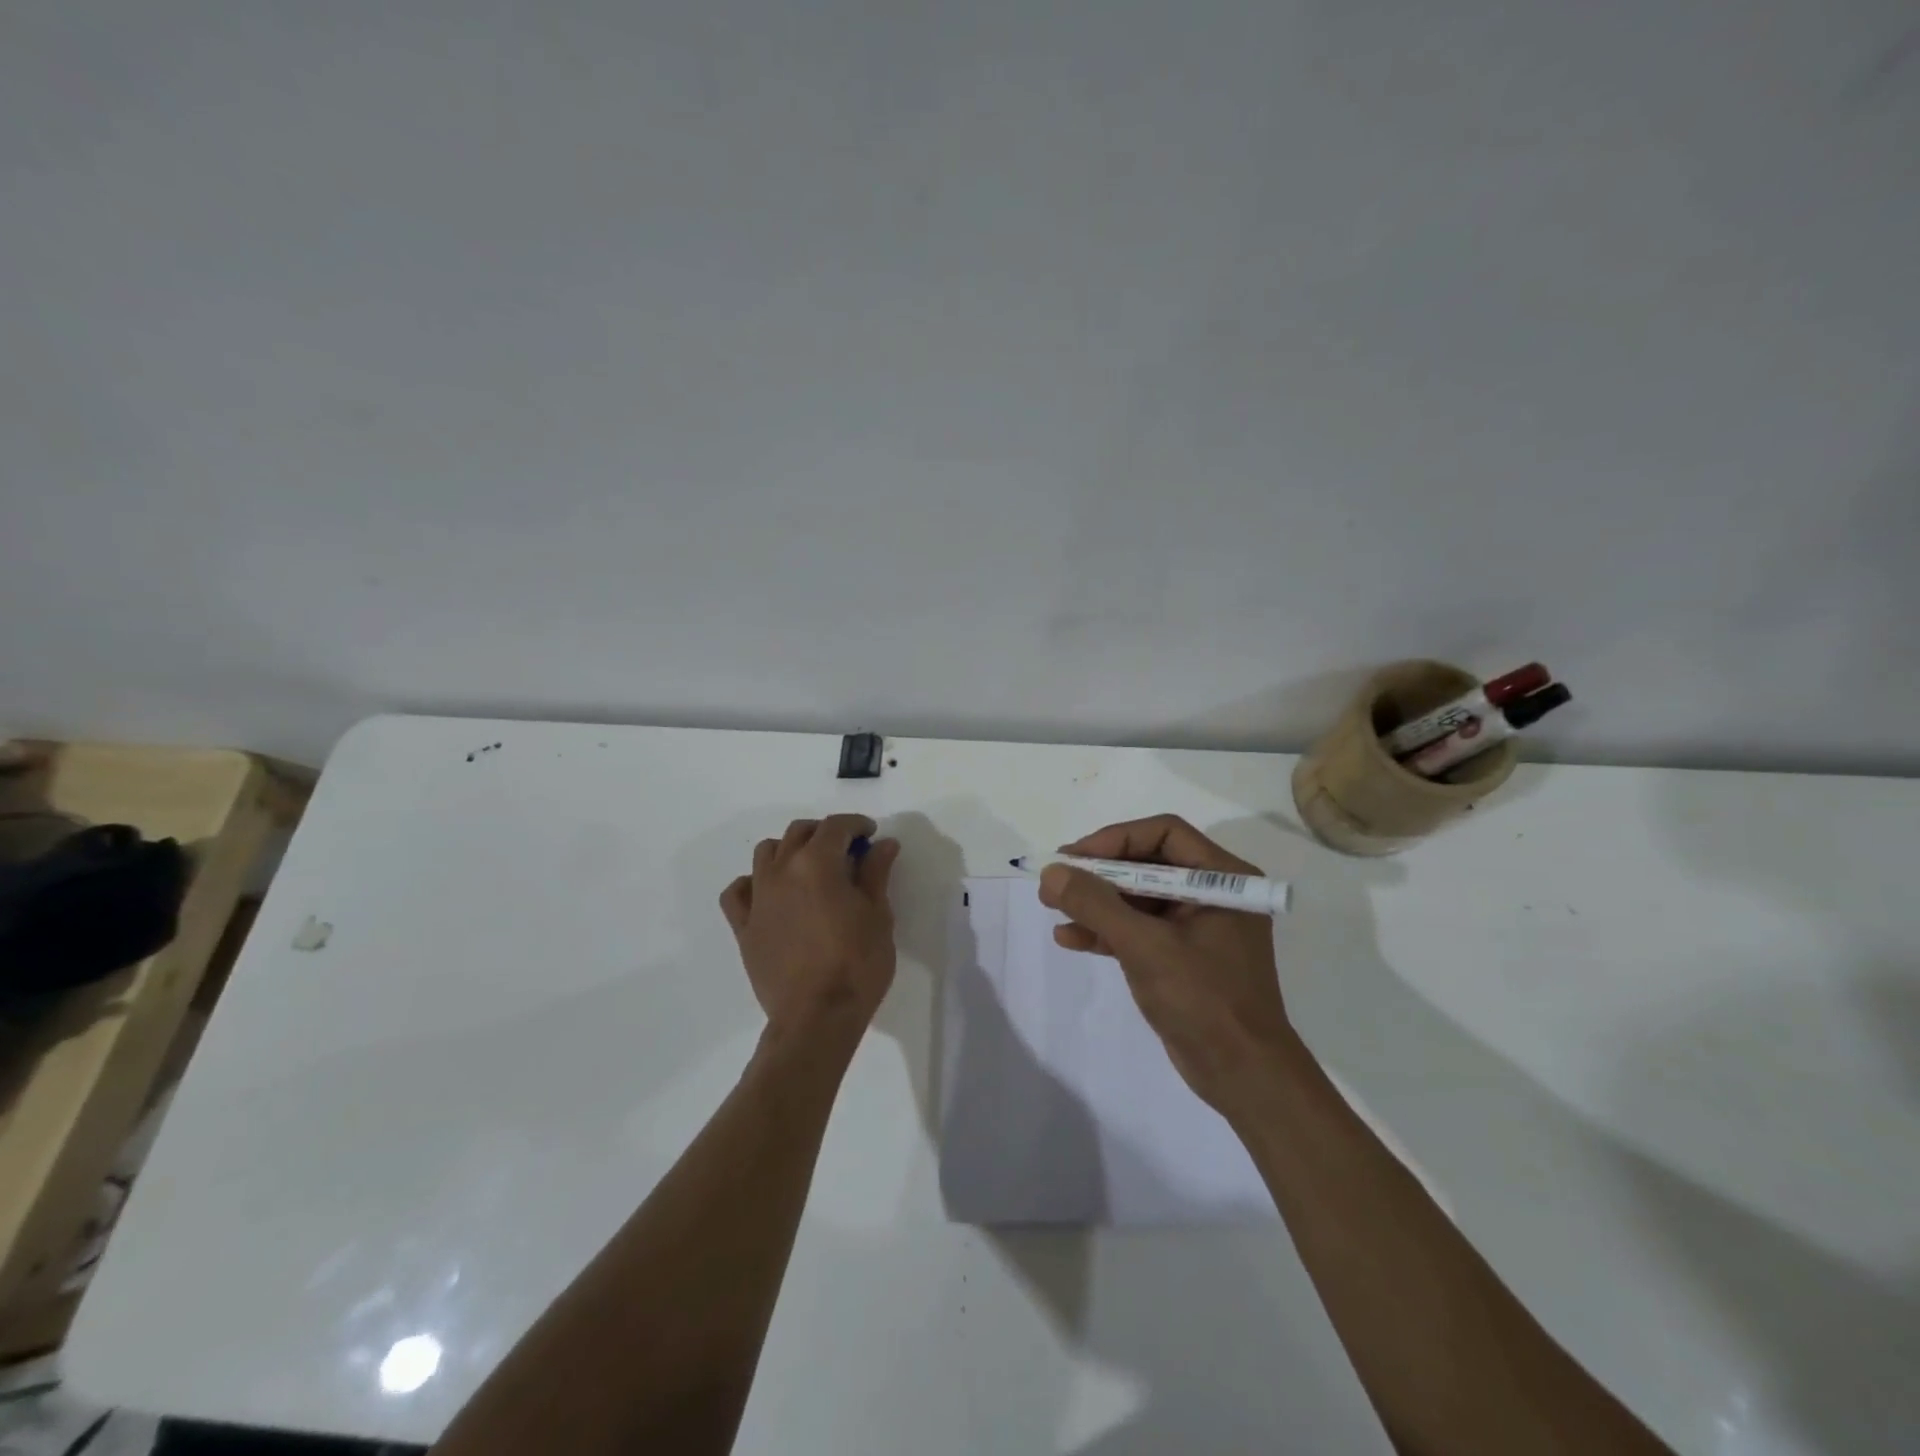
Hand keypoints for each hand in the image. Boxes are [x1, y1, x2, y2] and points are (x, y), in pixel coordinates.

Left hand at [719, 814, 900, 1040]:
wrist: (817, 1017)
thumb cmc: (857, 964)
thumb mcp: (878, 915)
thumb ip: (876, 873)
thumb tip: (883, 844)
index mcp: (817, 863)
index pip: (836, 826)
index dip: (856, 824)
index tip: (871, 835)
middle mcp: (782, 870)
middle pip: (799, 833)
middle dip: (825, 833)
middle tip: (847, 851)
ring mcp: (758, 898)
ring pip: (766, 853)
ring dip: (790, 850)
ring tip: (810, 868)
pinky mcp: (744, 927)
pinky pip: (738, 892)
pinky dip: (753, 883)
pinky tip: (770, 893)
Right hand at [1040, 815, 1295, 1112]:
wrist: (1243, 1077)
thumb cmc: (1203, 1000)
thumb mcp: (1145, 946)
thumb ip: (1096, 904)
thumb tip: (1052, 872)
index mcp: (1222, 878)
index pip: (1164, 833)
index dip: (1115, 839)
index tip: (1074, 858)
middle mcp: (1212, 893)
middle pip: (1147, 863)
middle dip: (1099, 873)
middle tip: (1056, 880)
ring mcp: (1196, 926)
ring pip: (1138, 897)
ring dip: (1096, 901)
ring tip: (1052, 907)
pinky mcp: (1181, 956)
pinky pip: (1139, 929)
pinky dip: (1106, 931)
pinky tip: (1070, 938)